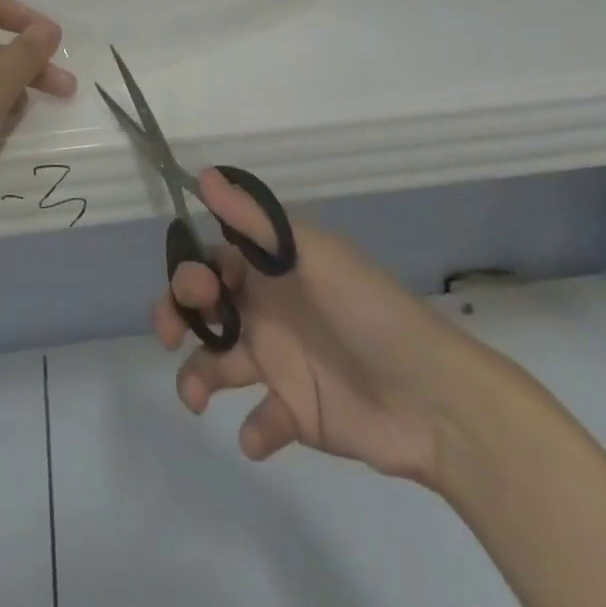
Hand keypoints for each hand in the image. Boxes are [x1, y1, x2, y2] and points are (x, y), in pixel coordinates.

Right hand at [154, 170, 501, 489]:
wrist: (433, 399)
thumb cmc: (367, 311)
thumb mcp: (311, 256)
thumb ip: (255, 220)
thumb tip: (203, 174)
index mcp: (272, 269)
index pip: (213, 258)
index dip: (191, 269)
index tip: (193, 287)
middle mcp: (268, 309)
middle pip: (205, 308)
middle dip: (178, 316)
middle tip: (172, 333)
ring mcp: (280, 362)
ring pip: (217, 363)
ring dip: (196, 377)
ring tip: (197, 396)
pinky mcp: (296, 412)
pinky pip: (260, 420)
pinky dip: (253, 429)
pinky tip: (263, 431)